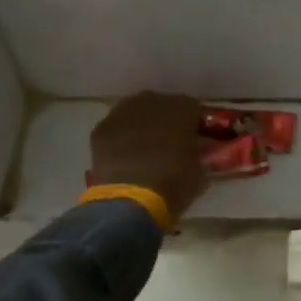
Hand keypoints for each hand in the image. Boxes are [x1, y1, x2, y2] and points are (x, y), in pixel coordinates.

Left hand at [87, 93, 208, 223]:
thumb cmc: (174, 184)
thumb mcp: (200, 171)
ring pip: (136, 114)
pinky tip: (123, 158)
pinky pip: (116, 129)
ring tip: (143, 151)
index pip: (194, 110)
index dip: (193, 126)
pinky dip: (120, 139)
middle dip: (165, 122)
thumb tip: (197, 154)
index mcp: (183, 108)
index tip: (195, 141)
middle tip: (168, 145)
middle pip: (162, 107)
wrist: (130, 199)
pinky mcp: (101, 128)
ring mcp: (123, 112)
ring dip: (141, 127)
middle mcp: (153, 101)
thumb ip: (199, 154)